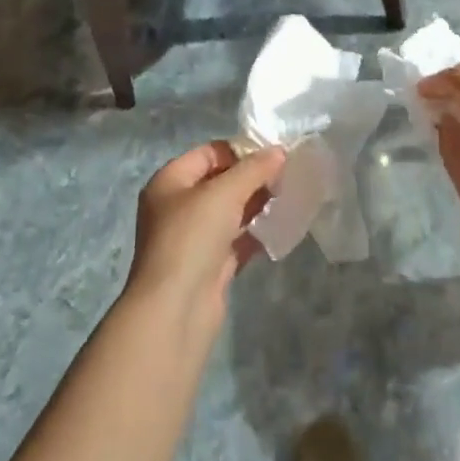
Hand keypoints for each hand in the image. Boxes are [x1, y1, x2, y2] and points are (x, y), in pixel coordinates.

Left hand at [125, 141, 285, 336]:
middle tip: (287, 176)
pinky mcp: (208, 266)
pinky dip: (256, 233)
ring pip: (230, 212)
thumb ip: (254, 169)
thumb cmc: (191, 238)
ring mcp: (193, 238)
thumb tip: (280, 151)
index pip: (209, 153)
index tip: (275, 154)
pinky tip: (281, 227)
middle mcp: (178, 206)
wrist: (175, 310)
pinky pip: (236, 240)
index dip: (241, 150)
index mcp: (170, 181)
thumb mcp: (224, 193)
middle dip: (252, 178)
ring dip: (257, 205)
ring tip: (289, 197)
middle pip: (220, 182)